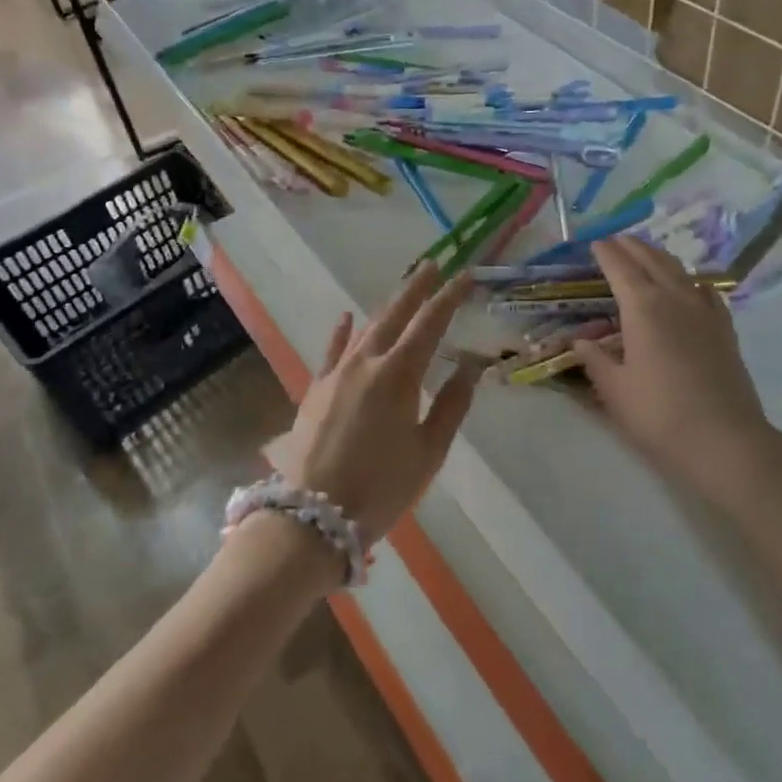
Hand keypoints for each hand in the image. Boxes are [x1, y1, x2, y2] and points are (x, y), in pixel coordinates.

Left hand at [271, 261, 480, 544]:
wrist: (312, 517)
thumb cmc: (380, 488)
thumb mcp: (428, 452)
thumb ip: (450, 406)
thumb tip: (469, 367)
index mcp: (398, 375)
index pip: (429, 324)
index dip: (449, 298)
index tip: (465, 276)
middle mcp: (366, 363)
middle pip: (395, 315)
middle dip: (416, 288)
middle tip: (433, 264)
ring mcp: (336, 374)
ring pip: (366, 330)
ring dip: (387, 307)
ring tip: (404, 289)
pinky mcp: (315, 390)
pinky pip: (332, 352)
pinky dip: (342, 333)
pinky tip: (346, 317)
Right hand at [573, 237, 777, 510]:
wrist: (725, 440)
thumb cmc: (660, 415)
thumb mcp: (615, 390)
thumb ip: (595, 360)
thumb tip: (581, 341)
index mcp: (643, 307)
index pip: (620, 268)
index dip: (606, 253)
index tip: (595, 243)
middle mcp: (674, 298)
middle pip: (652, 260)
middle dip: (632, 246)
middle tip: (616, 240)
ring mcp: (705, 311)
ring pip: (680, 270)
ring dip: (659, 257)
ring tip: (646, 254)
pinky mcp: (725, 329)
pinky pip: (705, 291)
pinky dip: (690, 280)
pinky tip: (689, 286)